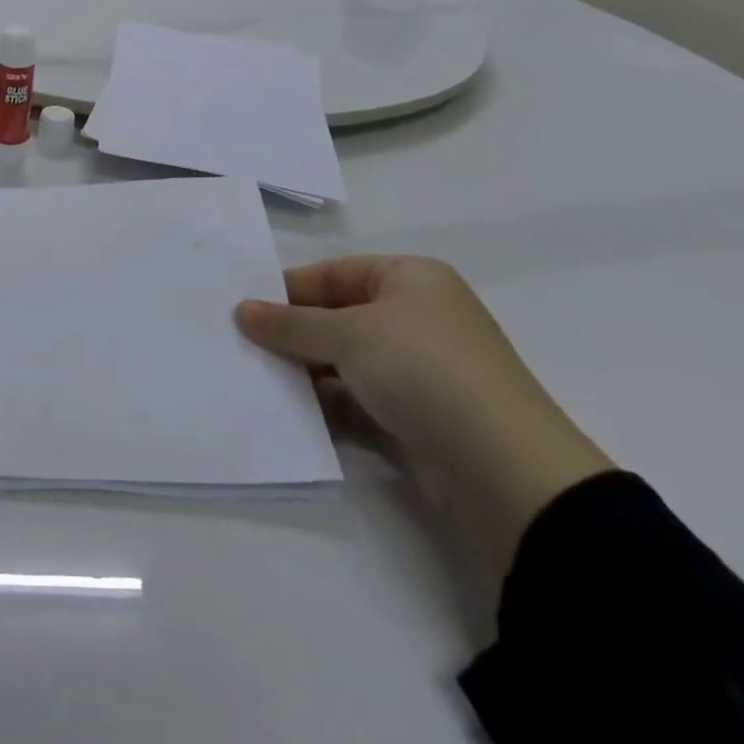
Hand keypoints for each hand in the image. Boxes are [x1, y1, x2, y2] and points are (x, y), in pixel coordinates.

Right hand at [236, 257, 611, 582]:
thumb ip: (290, 324)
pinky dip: (327, 406)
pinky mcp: (416, 419)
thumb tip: (241, 311)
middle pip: (338, 317)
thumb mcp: (348, 334)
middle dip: (293, 334)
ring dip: (305, 372)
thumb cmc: (423, 369)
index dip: (290, 289)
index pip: (335, 273)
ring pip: (345, 363)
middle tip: (241, 345)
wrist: (503, 470)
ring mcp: (418, 371)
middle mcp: (416, 318)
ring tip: (255, 379)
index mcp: (410, 279)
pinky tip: (289, 414)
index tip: (244, 308)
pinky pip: (358, 402)